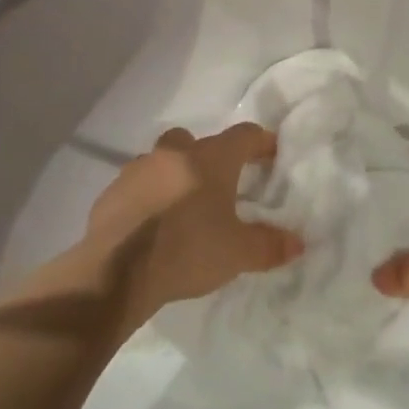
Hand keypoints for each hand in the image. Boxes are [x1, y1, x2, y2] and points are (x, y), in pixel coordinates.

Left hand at [76, 124, 303, 335]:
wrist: (116, 272)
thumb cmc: (187, 250)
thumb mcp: (238, 253)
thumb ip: (269, 245)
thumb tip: (298, 244)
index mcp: (210, 159)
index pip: (244, 135)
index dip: (261, 142)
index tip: (271, 152)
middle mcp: (174, 154)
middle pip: (195, 141)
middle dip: (207, 156)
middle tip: (218, 184)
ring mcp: (137, 170)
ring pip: (161, 161)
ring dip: (173, 175)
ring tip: (181, 207)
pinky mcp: (110, 193)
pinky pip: (135, 187)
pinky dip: (146, 198)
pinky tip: (150, 225)